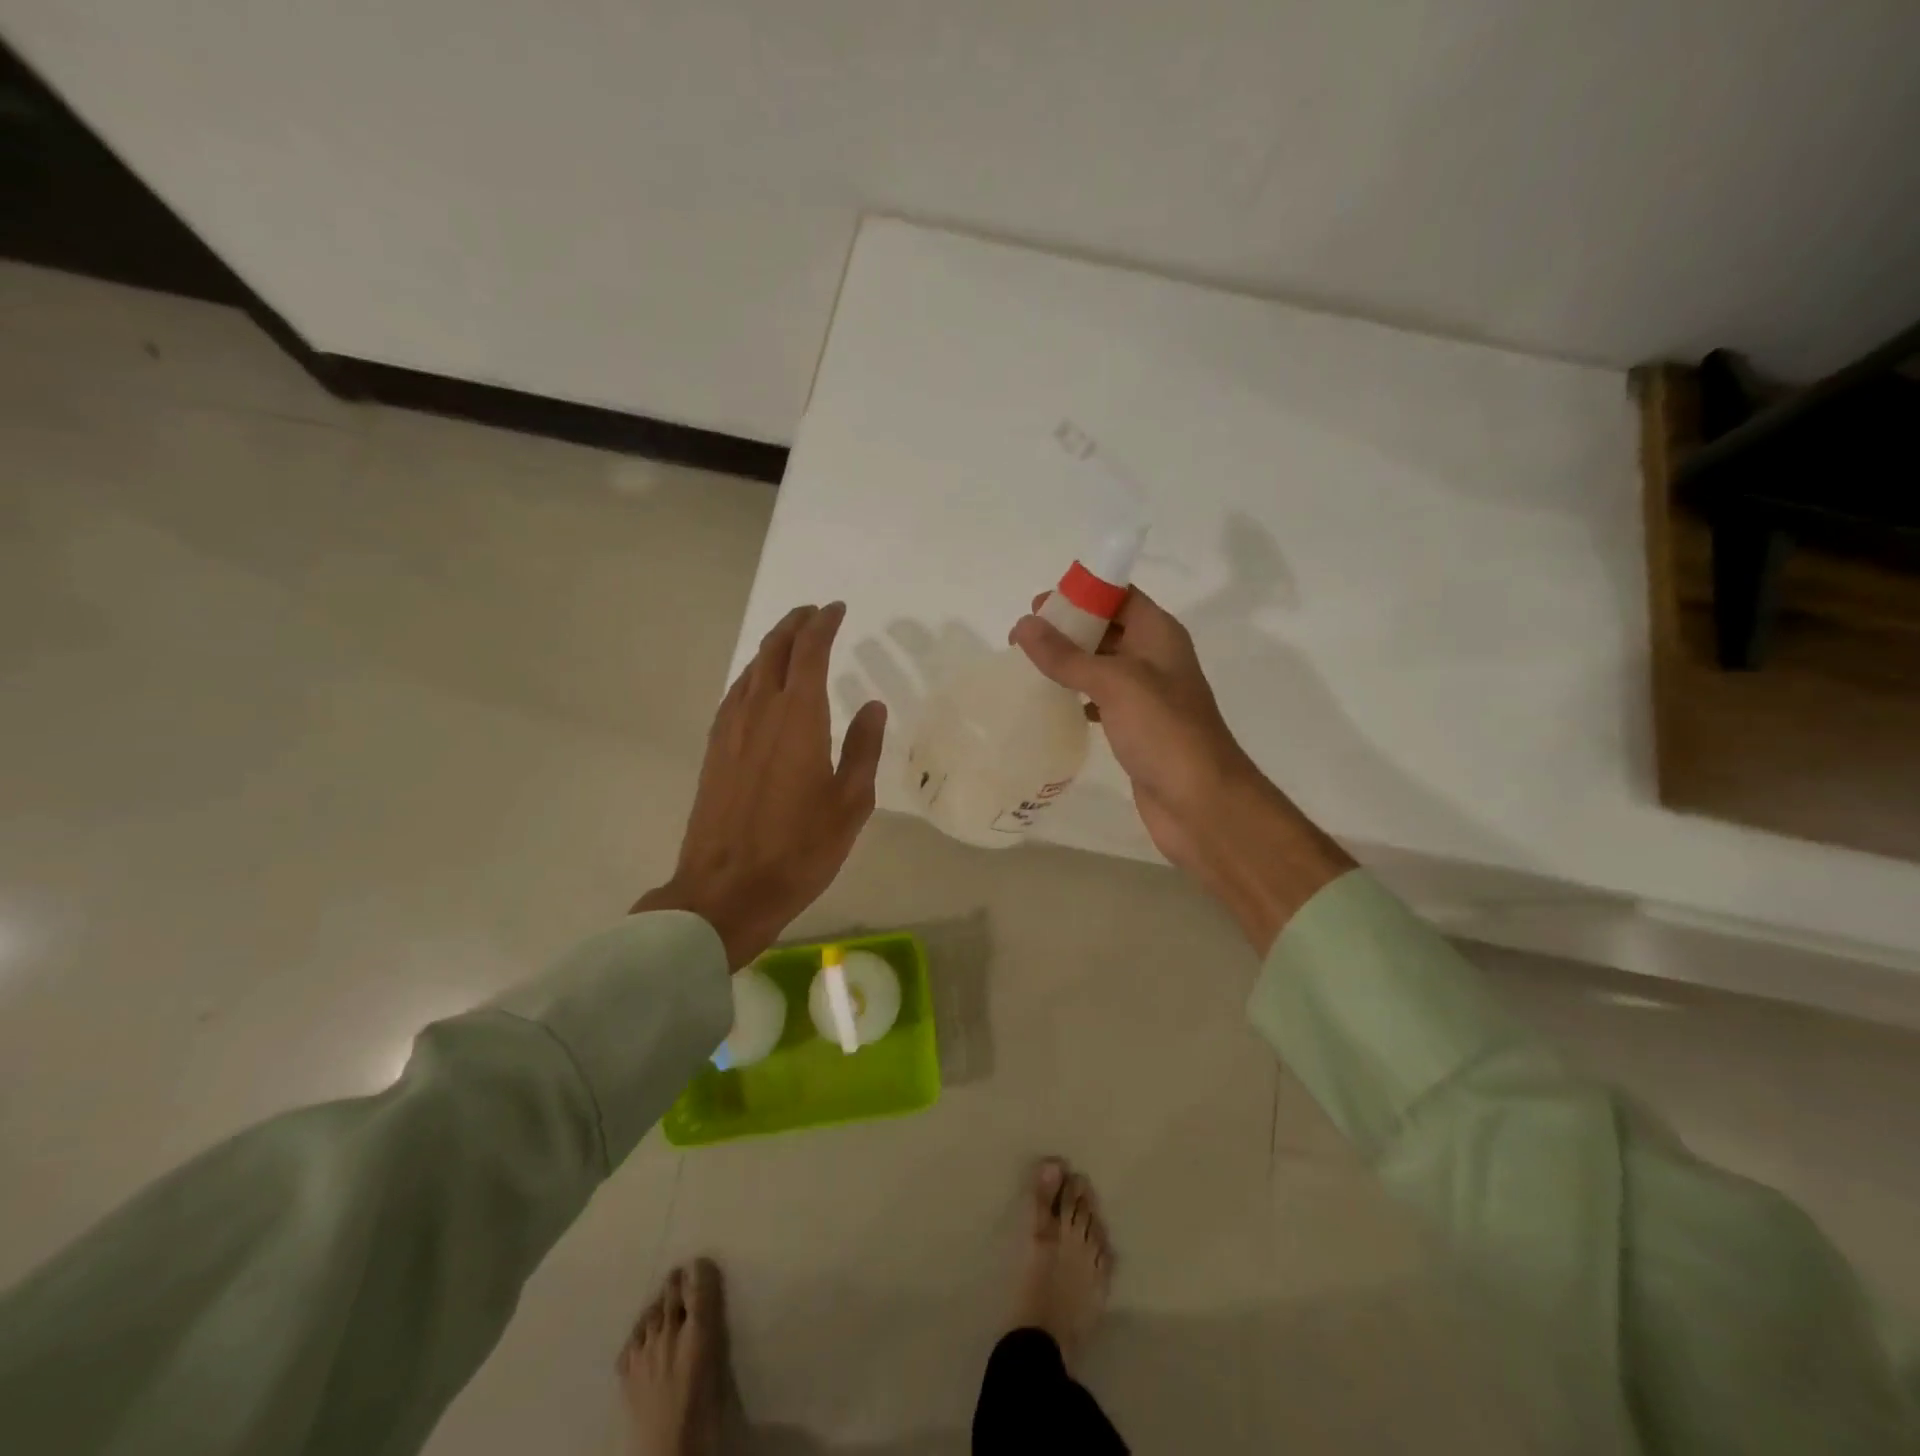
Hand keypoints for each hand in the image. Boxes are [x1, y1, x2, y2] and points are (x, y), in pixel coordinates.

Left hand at [634, 602, 886, 968]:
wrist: (727, 889)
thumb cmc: (800, 848)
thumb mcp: (850, 802)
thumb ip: (863, 747)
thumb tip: (872, 705)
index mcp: (798, 717)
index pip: (810, 651)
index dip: (824, 625)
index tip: (837, 609)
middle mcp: (759, 711)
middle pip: (774, 650)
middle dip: (795, 625)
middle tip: (814, 613)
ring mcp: (730, 729)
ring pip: (750, 669)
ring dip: (772, 646)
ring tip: (791, 640)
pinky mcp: (714, 750)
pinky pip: (735, 694)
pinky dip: (752, 675)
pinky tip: (759, 686)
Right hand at [1010, 587, 1350, 952]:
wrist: (1201, 802)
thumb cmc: (1164, 731)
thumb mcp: (1114, 683)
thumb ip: (1067, 656)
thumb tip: (1024, 625)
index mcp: (1159, 634)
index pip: (1118, 595)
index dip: (1080, 593)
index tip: (1037, 604)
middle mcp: (1155, 658)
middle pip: (1107, 628)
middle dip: (1067, 629)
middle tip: (1021, 640)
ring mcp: (1147, 696)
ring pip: (1101, 666)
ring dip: (1068, 663)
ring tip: (1026, 668)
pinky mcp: (1136, 728)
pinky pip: (1101, 700)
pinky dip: (1076, 697)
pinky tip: (1051, 705)